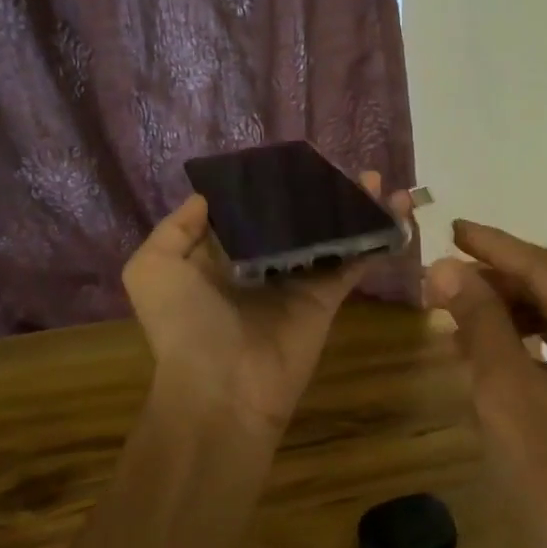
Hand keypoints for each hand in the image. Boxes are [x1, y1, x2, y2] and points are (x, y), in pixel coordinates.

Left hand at [124, 172, 411, 434]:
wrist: (221, 390)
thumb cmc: (184, 324)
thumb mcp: (153, 268)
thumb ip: (177, 228)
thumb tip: (208, 197)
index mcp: (222, 253)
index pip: (251, 208)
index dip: (272, 183)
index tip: (296, 158)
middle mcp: (261, 261)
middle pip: (297, 217)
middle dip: (321, 191)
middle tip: (347, 167)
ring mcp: (297, 279)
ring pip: (330, 234)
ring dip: (355, 208)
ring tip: (378, 180)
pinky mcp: (326, 298)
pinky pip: (353, 262)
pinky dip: (375, 238)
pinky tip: (393, 211)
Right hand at [426, 222, 546, 547]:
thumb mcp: (505, 390)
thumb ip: (479, 319)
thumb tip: (446, 267)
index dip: (494, 247)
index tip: (452, 227)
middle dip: (499, 282)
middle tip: (442, 277)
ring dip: (511, 313)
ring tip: (457, 311)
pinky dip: (529, 344)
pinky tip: (489, 349)